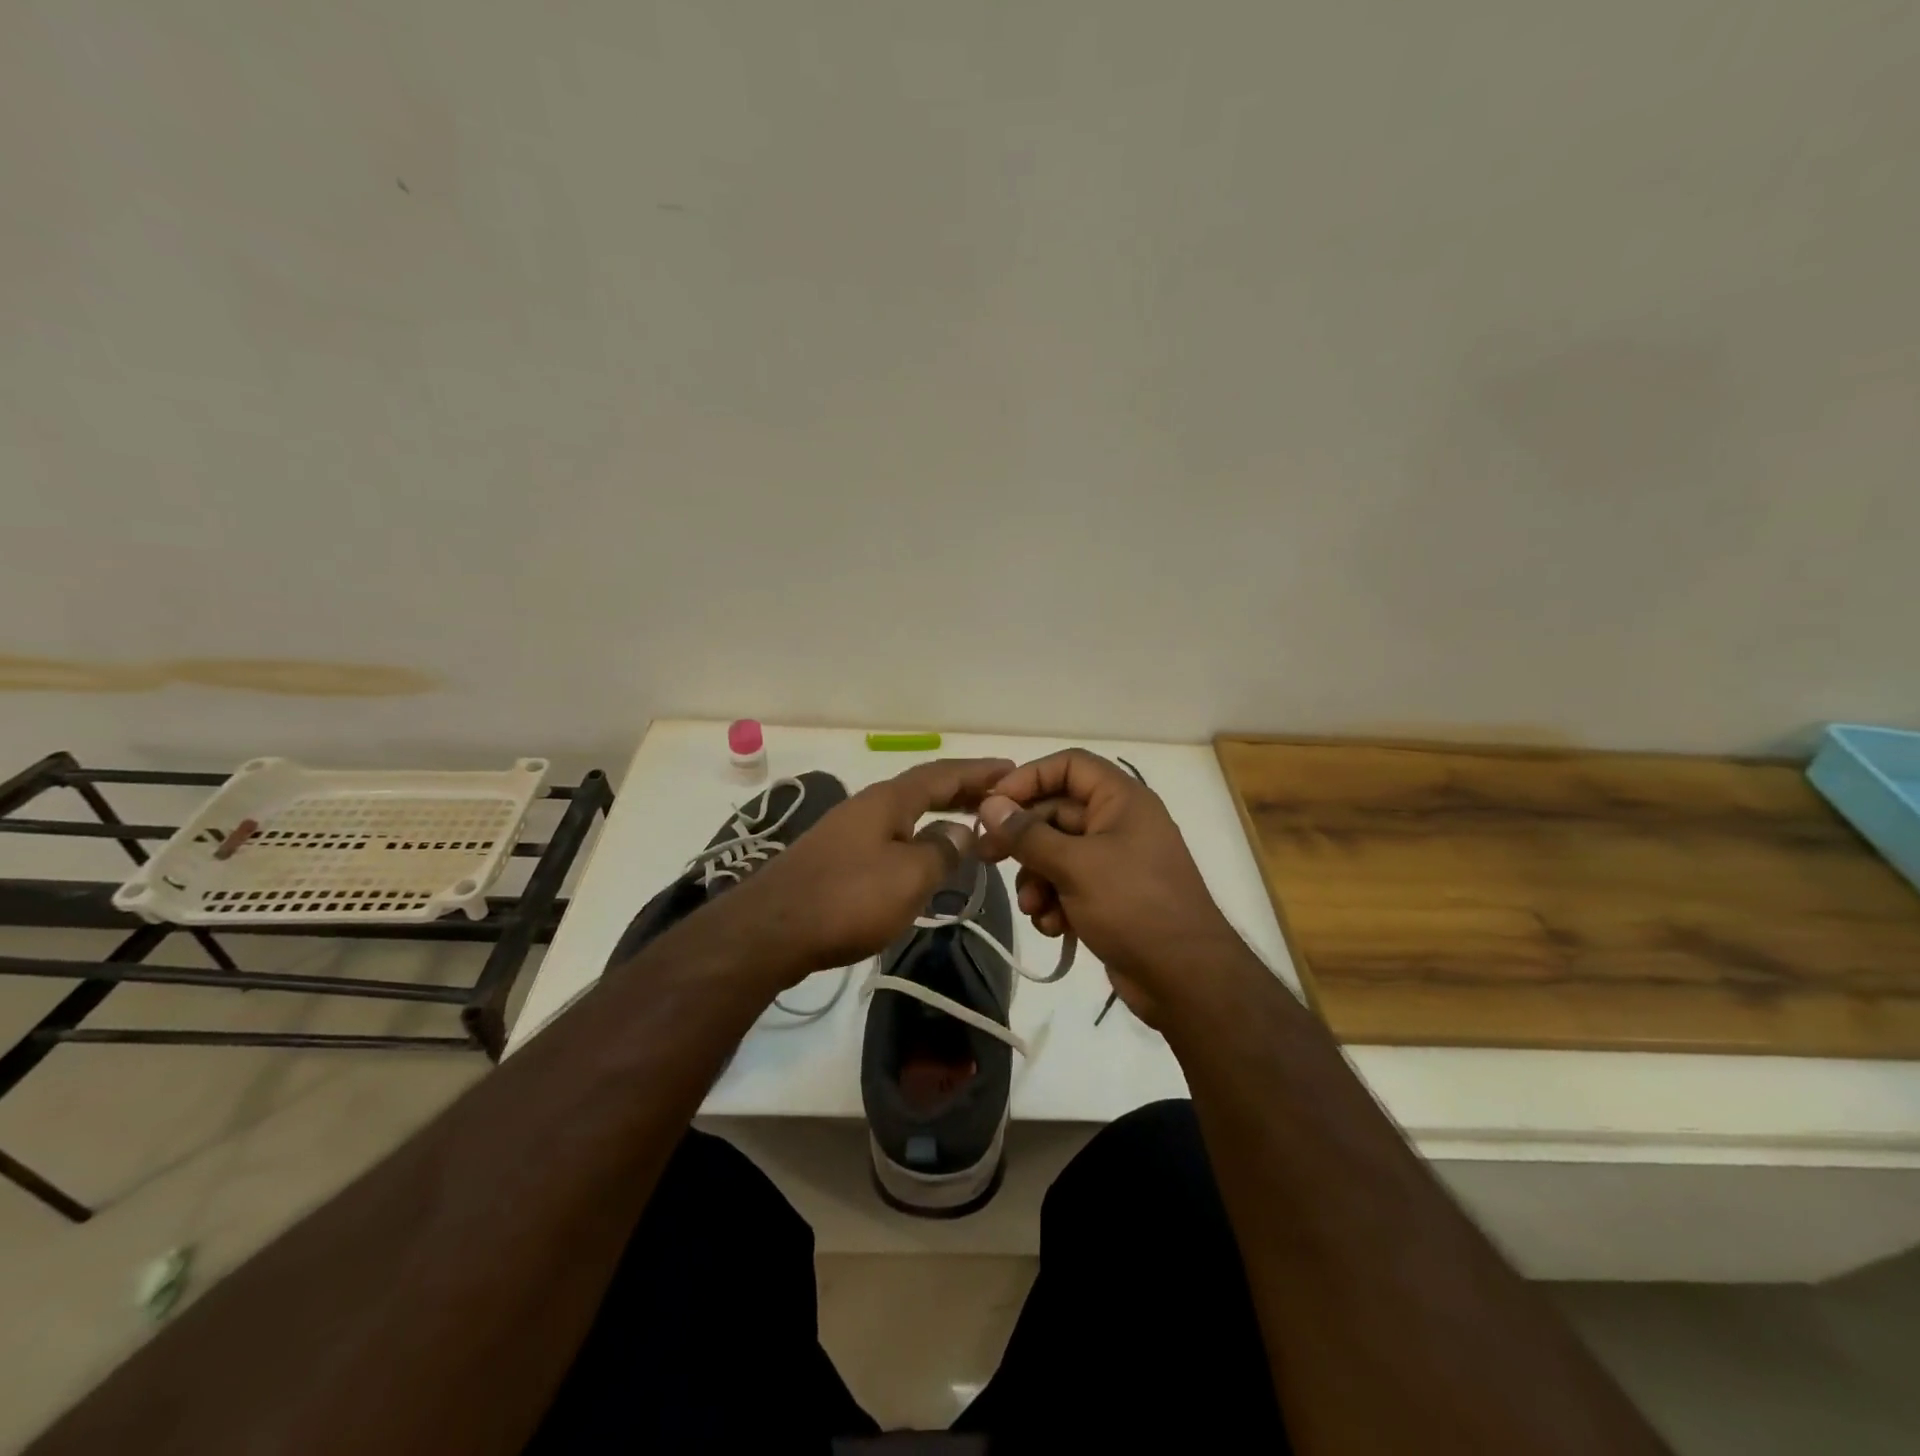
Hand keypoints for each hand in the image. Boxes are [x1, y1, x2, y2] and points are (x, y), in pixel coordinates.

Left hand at [720, 758, 1013, 983]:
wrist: (771, 930)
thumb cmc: (848, 898)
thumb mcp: (910, 875)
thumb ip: (942, 849)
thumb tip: (961, 831)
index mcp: (888, 800)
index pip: (942, 775)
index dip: (978, 772)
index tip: (1010, 770)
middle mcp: (867, 806)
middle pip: (922, 789)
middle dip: (961, 791)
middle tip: (997, 798)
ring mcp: (847, 831)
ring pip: (905, 814)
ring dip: (939, 816)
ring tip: (969, 826)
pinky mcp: (835, 859)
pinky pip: (889, 837)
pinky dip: (917, 838)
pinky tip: (923, 859)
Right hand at [974, 749, 1240, 1024]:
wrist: (1185, 979)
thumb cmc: (1133, 906)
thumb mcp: (1075, 866)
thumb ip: (1027, 834)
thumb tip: (990, 805)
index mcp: (1121, 800)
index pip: (1068, 766)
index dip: (1029, 777)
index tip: (993, 803)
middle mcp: (1118, 823)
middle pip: (1056, 812)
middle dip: (1023, 839)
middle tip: (986, 856)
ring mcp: (1114, 861)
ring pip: (1056, 853)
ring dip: (1036, 878)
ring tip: (1032, 906)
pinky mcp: (1109, 896)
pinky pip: (1068, 885)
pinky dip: (1054, 902)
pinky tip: (1052, 926)